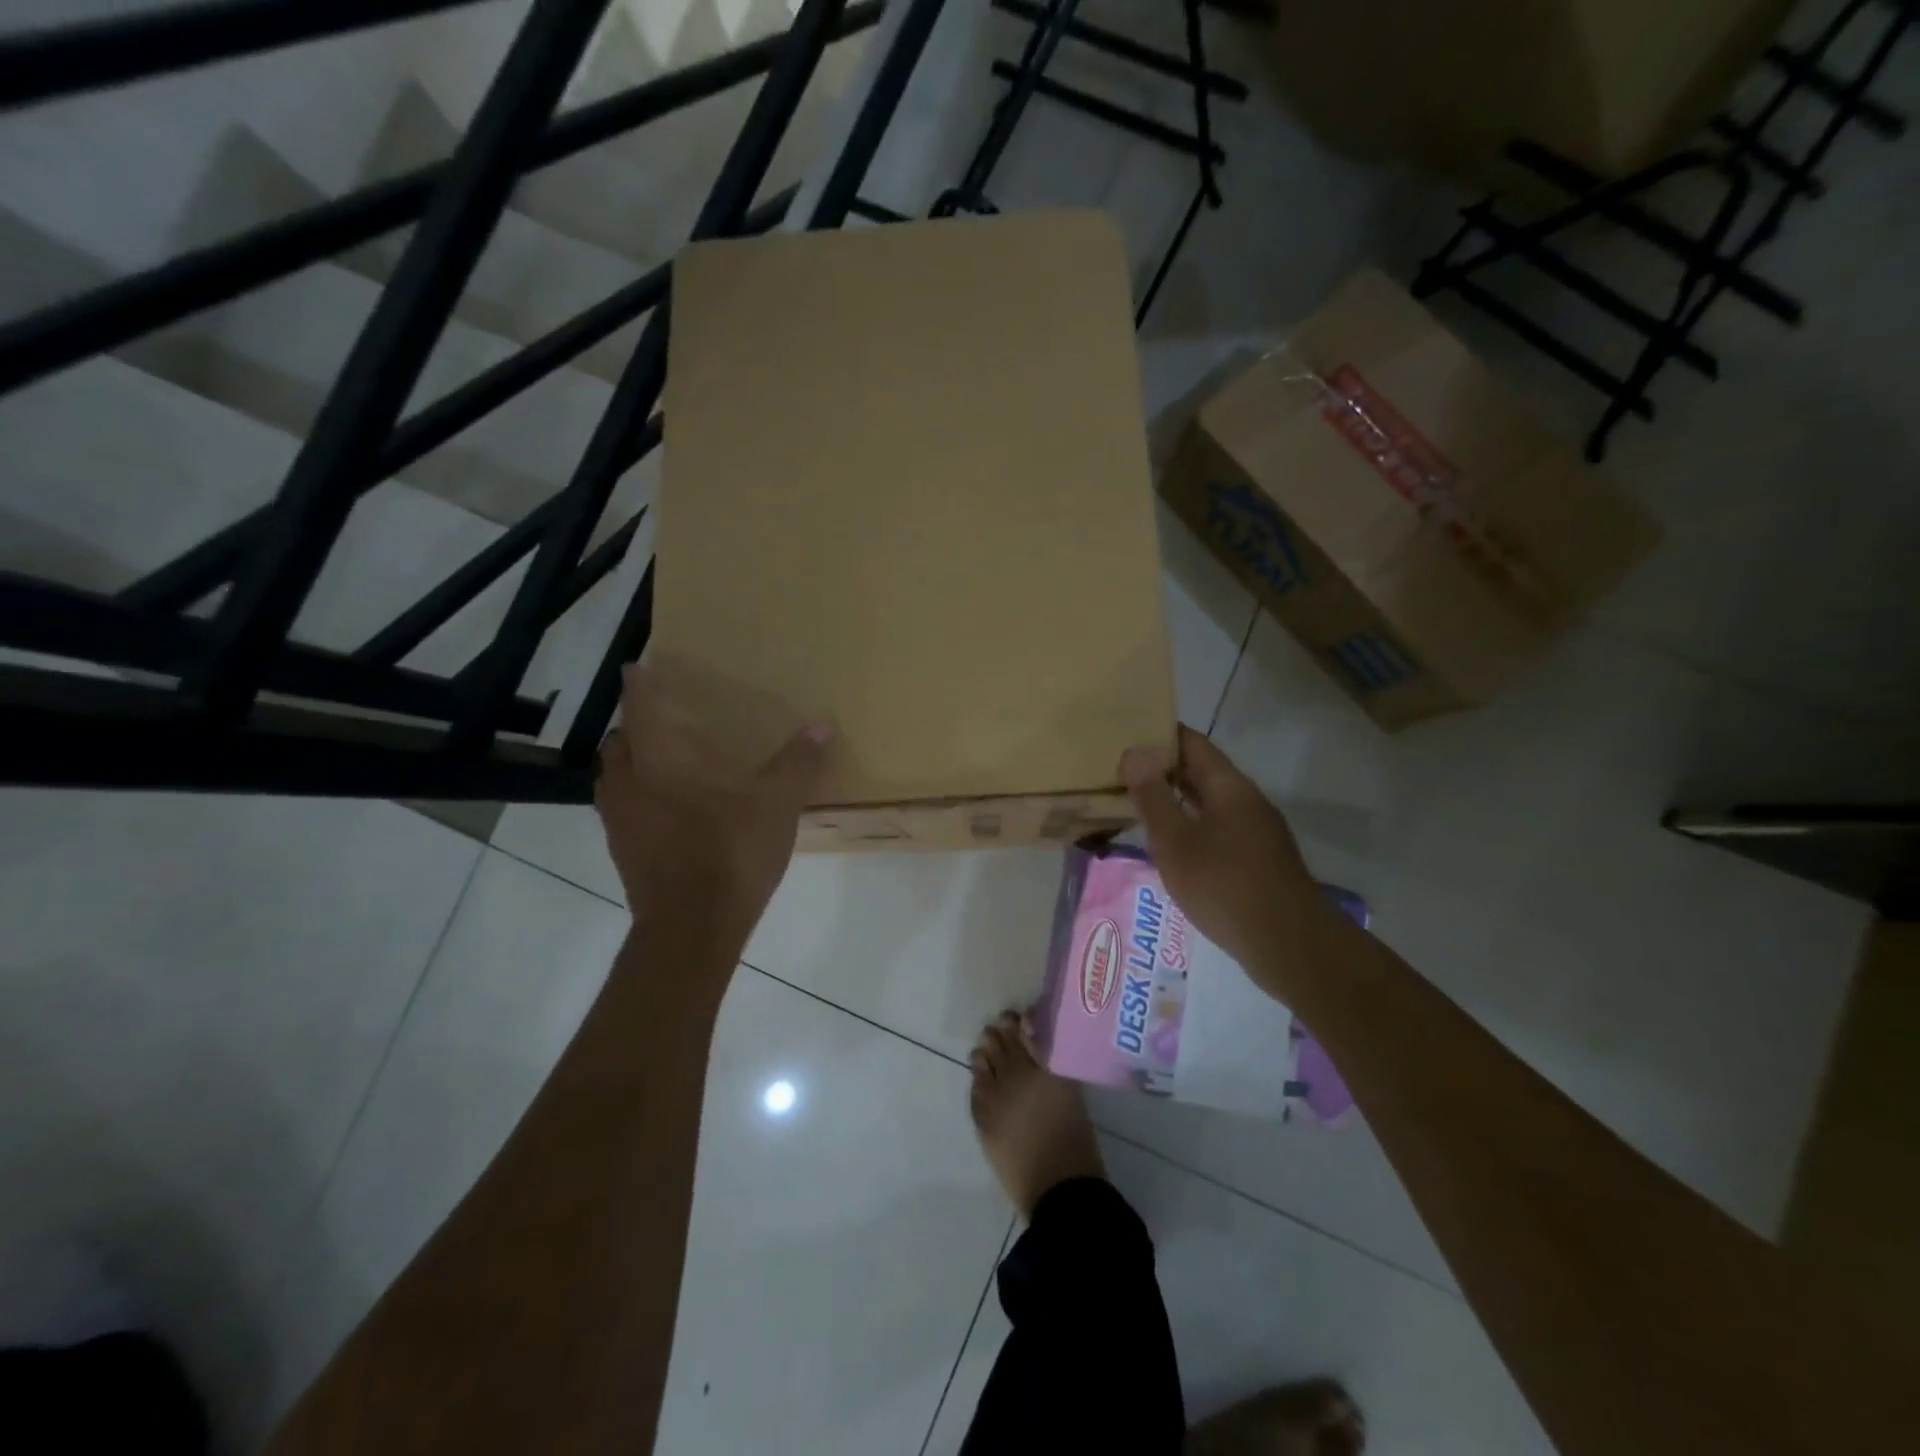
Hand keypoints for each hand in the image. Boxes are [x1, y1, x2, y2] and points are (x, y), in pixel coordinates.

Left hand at [596, 663, 832, 954]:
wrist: (691, 929)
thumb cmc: (729, 853)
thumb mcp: (776, 805)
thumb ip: (797, 763)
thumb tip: (823, 725)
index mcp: (659, 760)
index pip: (640, 707)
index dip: (639, 685)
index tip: (638, 668)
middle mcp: (629, 783)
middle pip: (619, 743)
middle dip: (635, 728)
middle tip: (663, 722)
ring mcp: (619, 822)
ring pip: (615, 779)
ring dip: (632, 765)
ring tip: (664, 765)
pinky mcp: (623, 854)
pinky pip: (623, 812)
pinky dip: (639, 801)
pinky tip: (670, 813)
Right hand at [1120, 725, 1331, 994]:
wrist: (1289, 945)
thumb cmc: (1225, 886)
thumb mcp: (1176, 842)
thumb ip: (1153, 798)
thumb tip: (1134, 753)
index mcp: (1229, 787)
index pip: (1192, 743)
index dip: (1160, 734)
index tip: (1126, 732)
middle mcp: (1247, 800)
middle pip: (1202, 771)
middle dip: (1163, 768)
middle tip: (1119, 769)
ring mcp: (1257, 831)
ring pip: (1209, 802)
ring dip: (1175, 799)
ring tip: (1136, 803)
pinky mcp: (1258, 859)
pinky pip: (1217, 827)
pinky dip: (1190, 825)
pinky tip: (1170, 844)